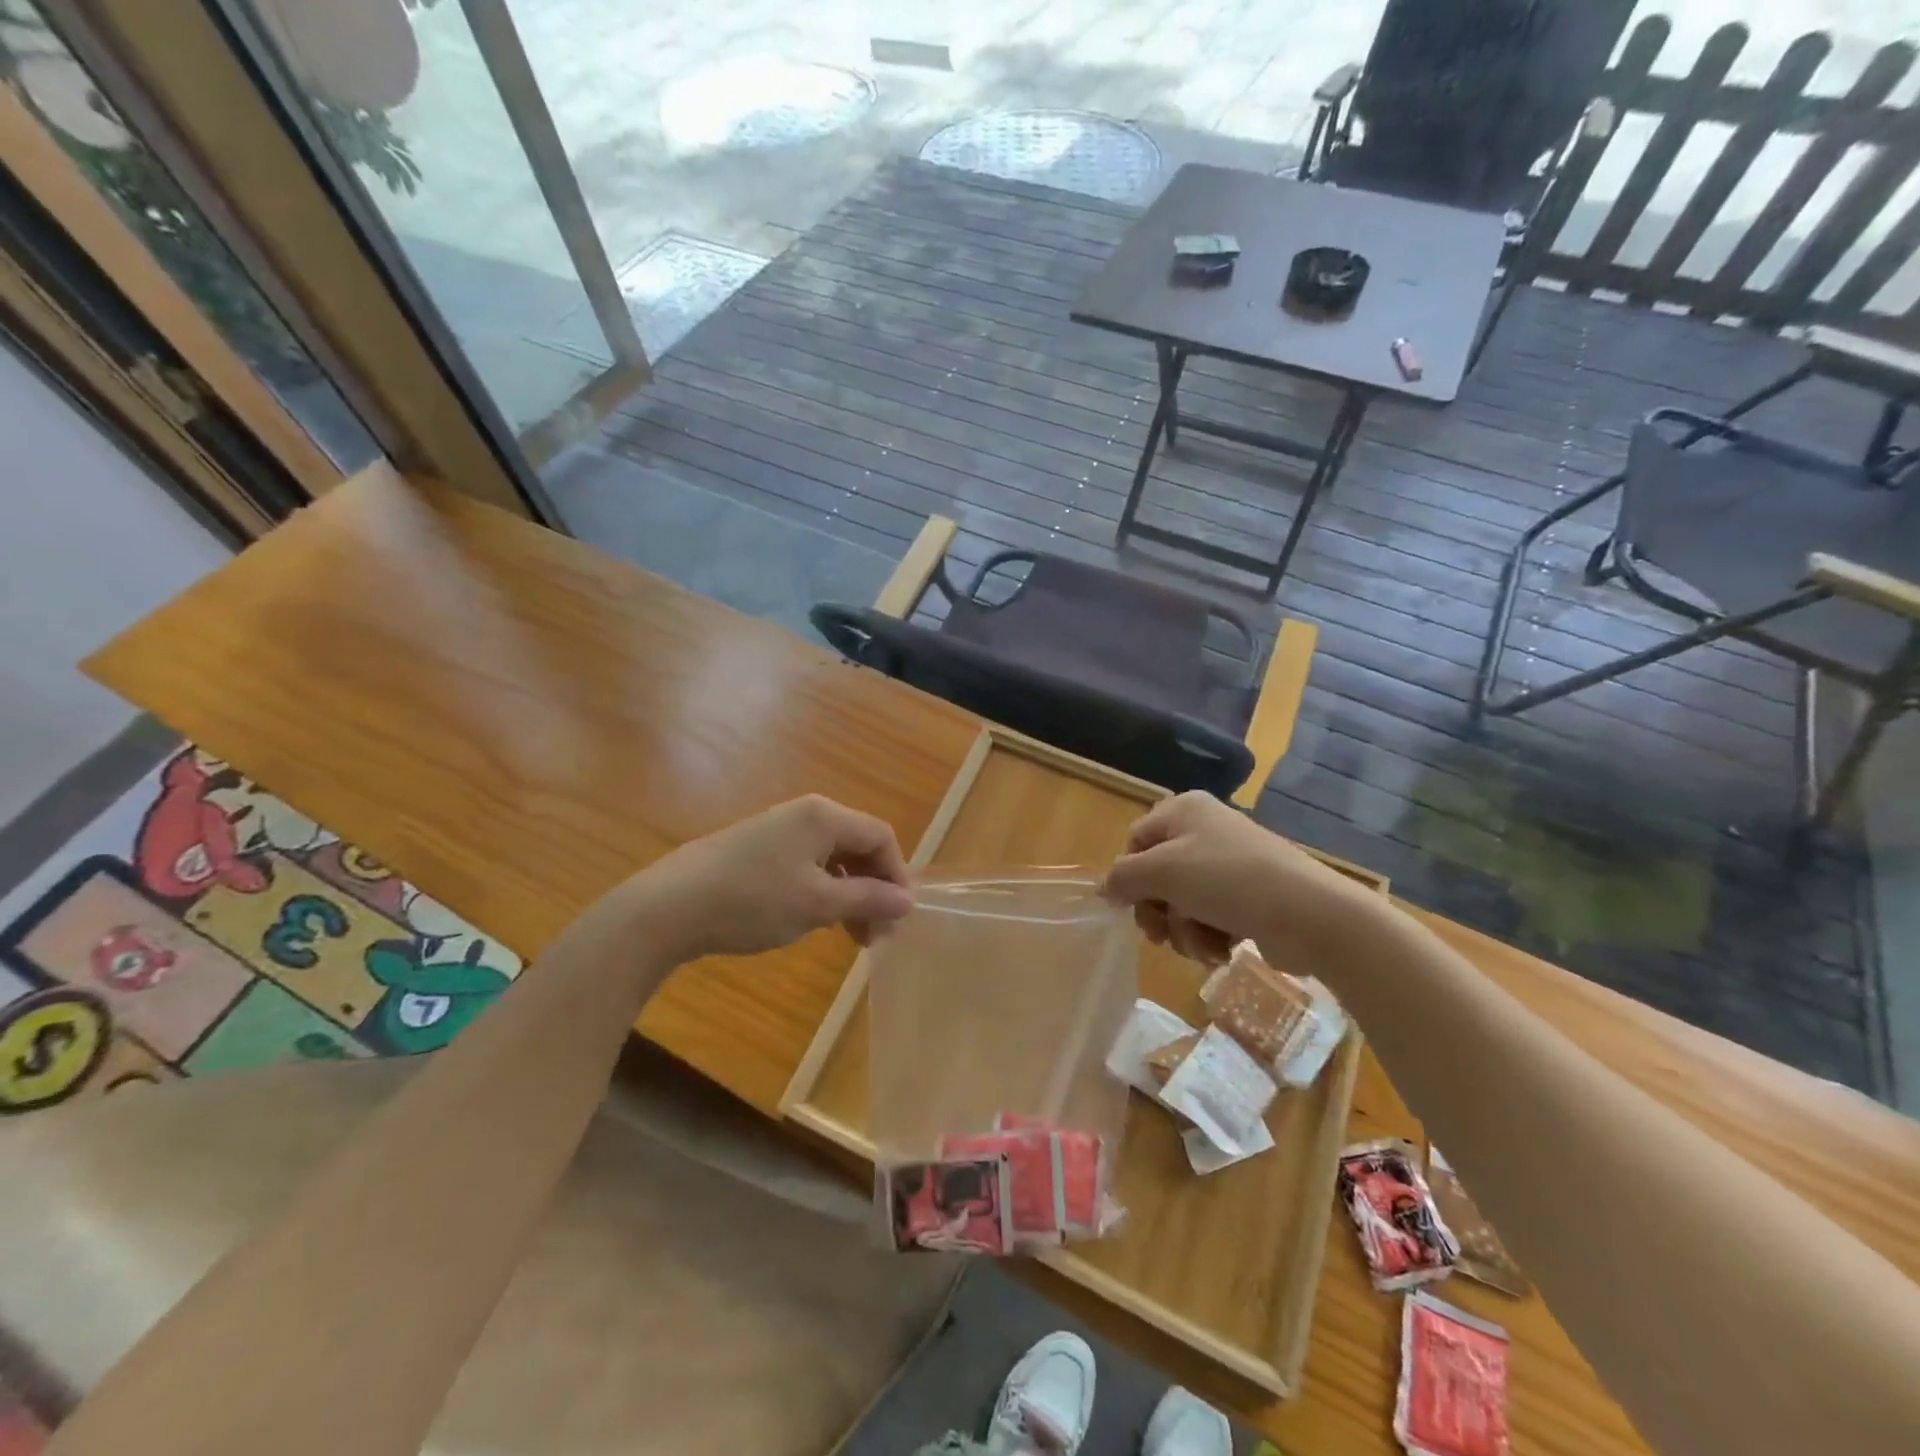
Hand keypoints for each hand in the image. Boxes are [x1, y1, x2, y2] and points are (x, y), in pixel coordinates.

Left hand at [620, 796, 913, 962]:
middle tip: (876, 933)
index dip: (897, 875)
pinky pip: (806, 865)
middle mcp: (805, 814)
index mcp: (824, 816)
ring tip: (850, 935)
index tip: (899, 917)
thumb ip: (868, 898)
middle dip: (873, 888)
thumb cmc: (753, 901)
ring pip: (832, 858)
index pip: (880, 836)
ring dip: (849, 894)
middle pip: (858, 845)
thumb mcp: (818, 904)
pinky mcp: (758, 850)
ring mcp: (778, 830)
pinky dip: (822, 891)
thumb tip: (908, 900)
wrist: (669, 907)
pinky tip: (814, 920)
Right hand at [1099, 791, 1376, 972]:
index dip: (1130, 876)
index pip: (1135, 841)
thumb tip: (1104, 888)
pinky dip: (1210, 937)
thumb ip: (1123, 878)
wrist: (1310, 915)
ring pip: (1182, 902)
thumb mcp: (1162, 872)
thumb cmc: (1227, 881)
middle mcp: (1205, 830)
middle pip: (1157, 876)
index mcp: (1184, 810)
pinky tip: (1222, 950)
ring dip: (1184, 930)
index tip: (1133, 907)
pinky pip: (1211, 916)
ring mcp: (1230, 864)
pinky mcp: (1249, 896)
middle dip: (1158, 911)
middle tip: (1161, 936)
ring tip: (1203, 946)